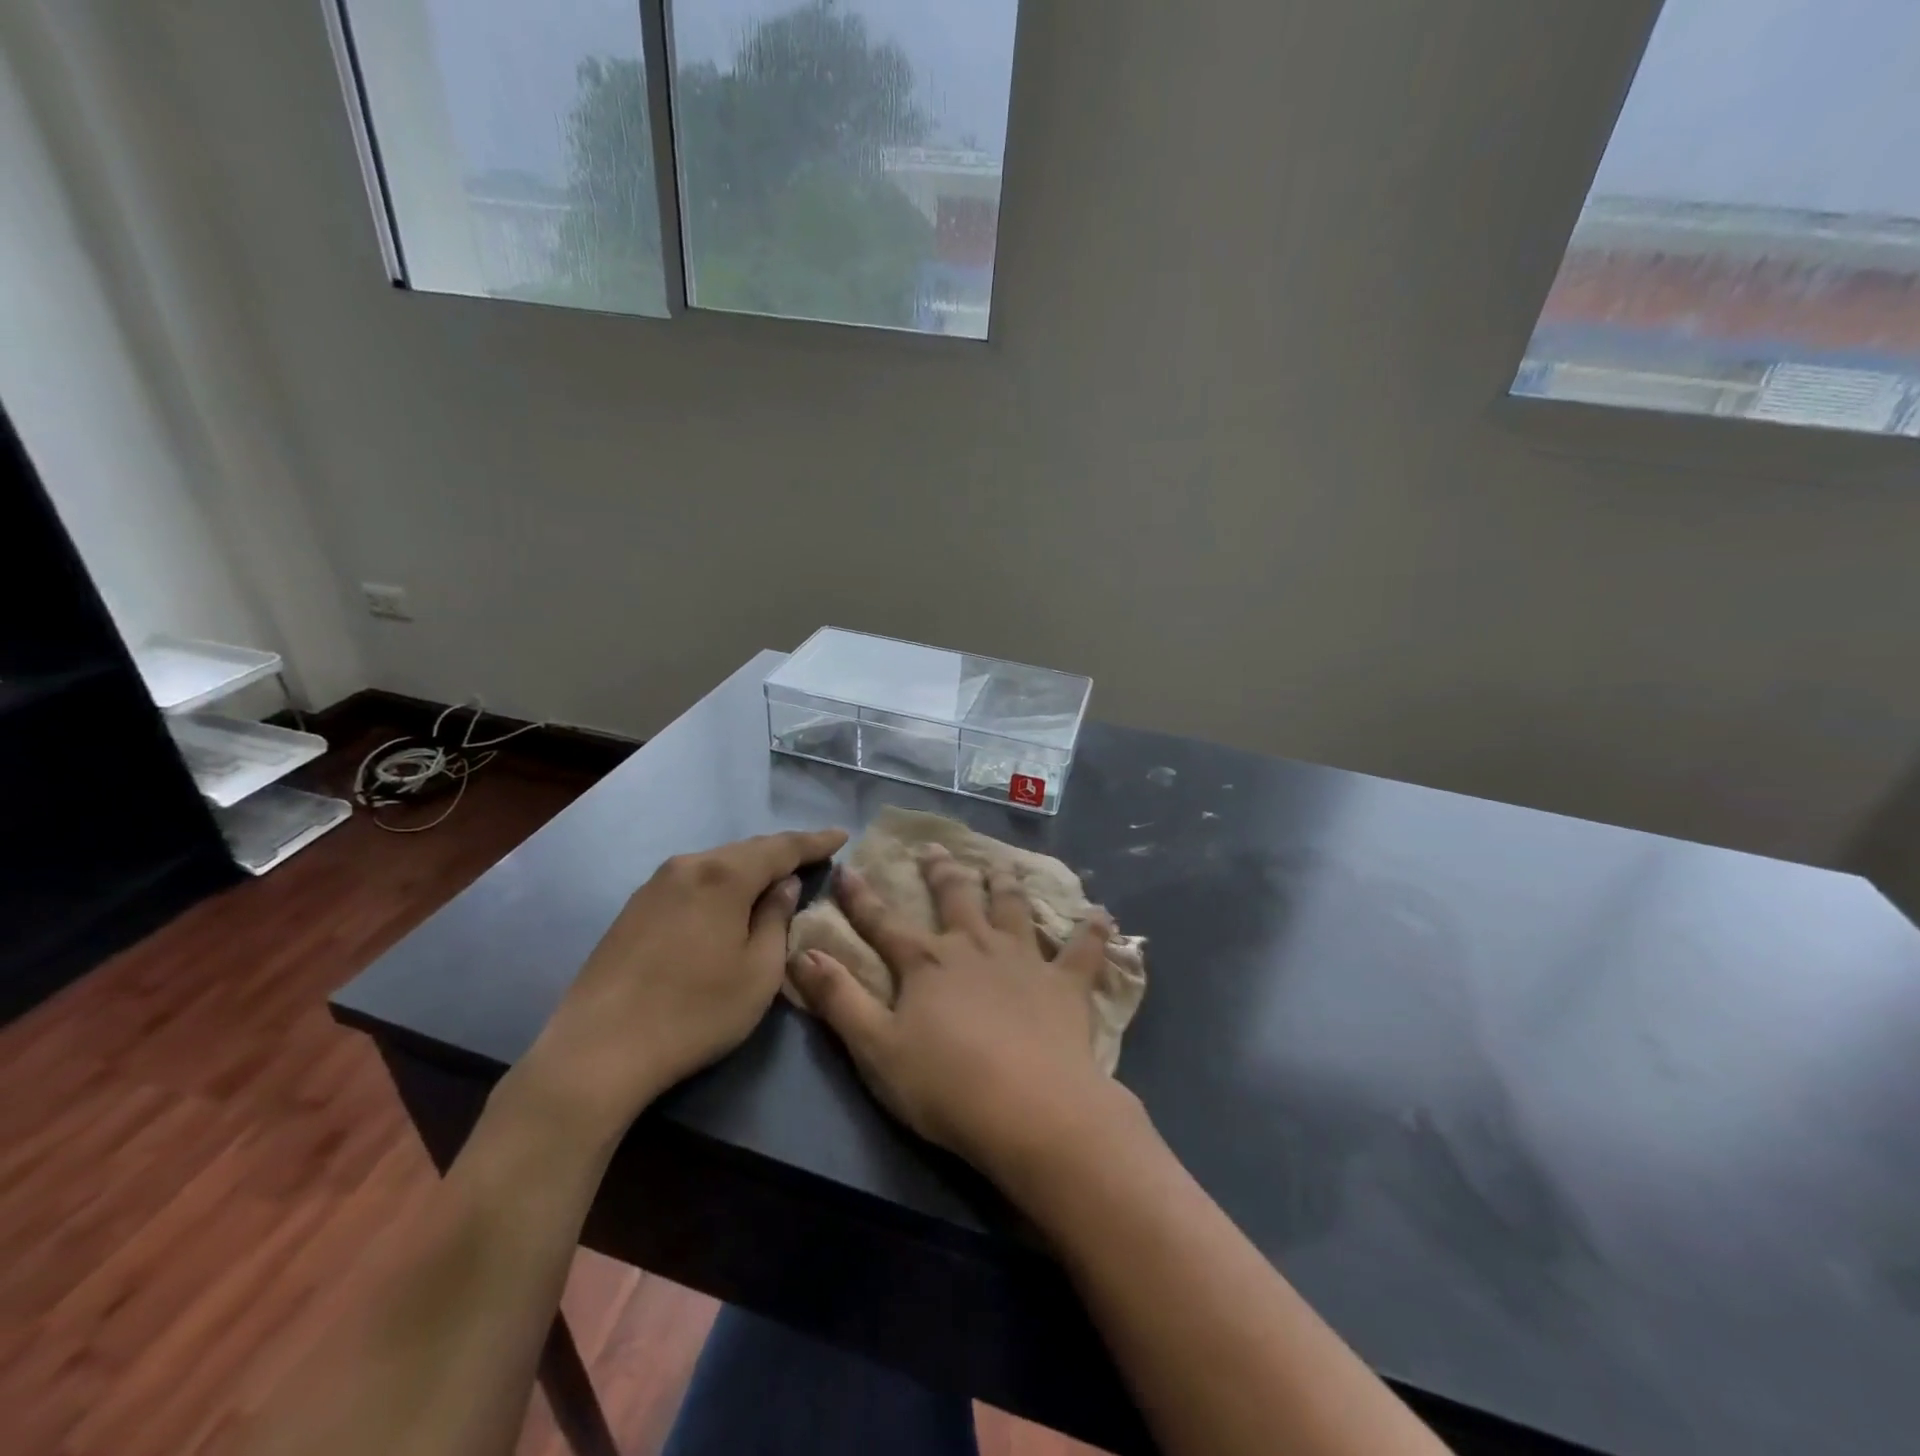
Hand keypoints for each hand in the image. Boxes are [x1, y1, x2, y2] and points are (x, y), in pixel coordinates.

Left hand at [525, 828, 847, 1138]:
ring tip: (774, 880)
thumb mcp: (759, 972)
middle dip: (782, 853)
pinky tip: (727, 903)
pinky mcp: (634, 908)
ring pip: (717, 865)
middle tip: (813, 857)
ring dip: (749, 869)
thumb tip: (784, 886)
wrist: (597, 1050)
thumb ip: (777, 920)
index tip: (841, 835)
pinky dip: (720, 884)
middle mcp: (688, 866)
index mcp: (724, 876)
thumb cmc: (694, 1012)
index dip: (815, 841)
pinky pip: (693, 881)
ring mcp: (655, 885)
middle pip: (747, 850)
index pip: (782, 847)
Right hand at [791, 845, 1134, 1181]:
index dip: (860, 896)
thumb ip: (839, 998)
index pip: (883, 922)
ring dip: (1004, 884)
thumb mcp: (875, 1048)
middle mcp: (975, 946)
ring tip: (1000, 865)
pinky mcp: (1067, 984)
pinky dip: (1093, 932)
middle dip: (940, 871)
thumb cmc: (946, 1086)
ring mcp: (1025, 960)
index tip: (846, 867)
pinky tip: (1101, 913)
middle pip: (954, 898)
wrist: (1031, 1109)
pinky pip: (1084, 950)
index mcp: (927, 962)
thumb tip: (804, 952)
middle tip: (934, 848)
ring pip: (1013, 908)